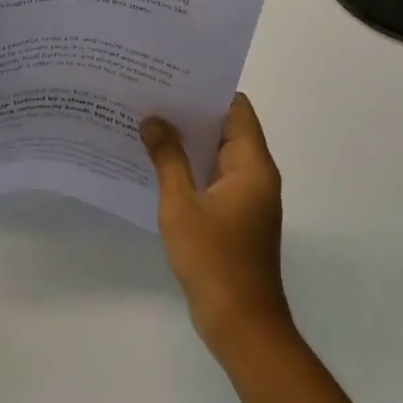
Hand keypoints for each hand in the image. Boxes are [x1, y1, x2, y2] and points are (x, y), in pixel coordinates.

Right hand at [142, 94, 291, 356]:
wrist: (241, 324)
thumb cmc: (214, 259)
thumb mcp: (181, 205)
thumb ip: (167, 159)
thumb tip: (153, 120)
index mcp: (252, 165)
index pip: (235, 109)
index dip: (207, 90)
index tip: (172, 78)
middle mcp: (255, 175)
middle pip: (226, 129)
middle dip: (190, 113)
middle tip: (150, 96)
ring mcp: (247, 198)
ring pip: (217, 155)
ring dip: (188, 142)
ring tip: (147, 124)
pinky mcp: (236, 217)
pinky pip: (213, 179)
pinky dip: (190, 168)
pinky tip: (157, 165)